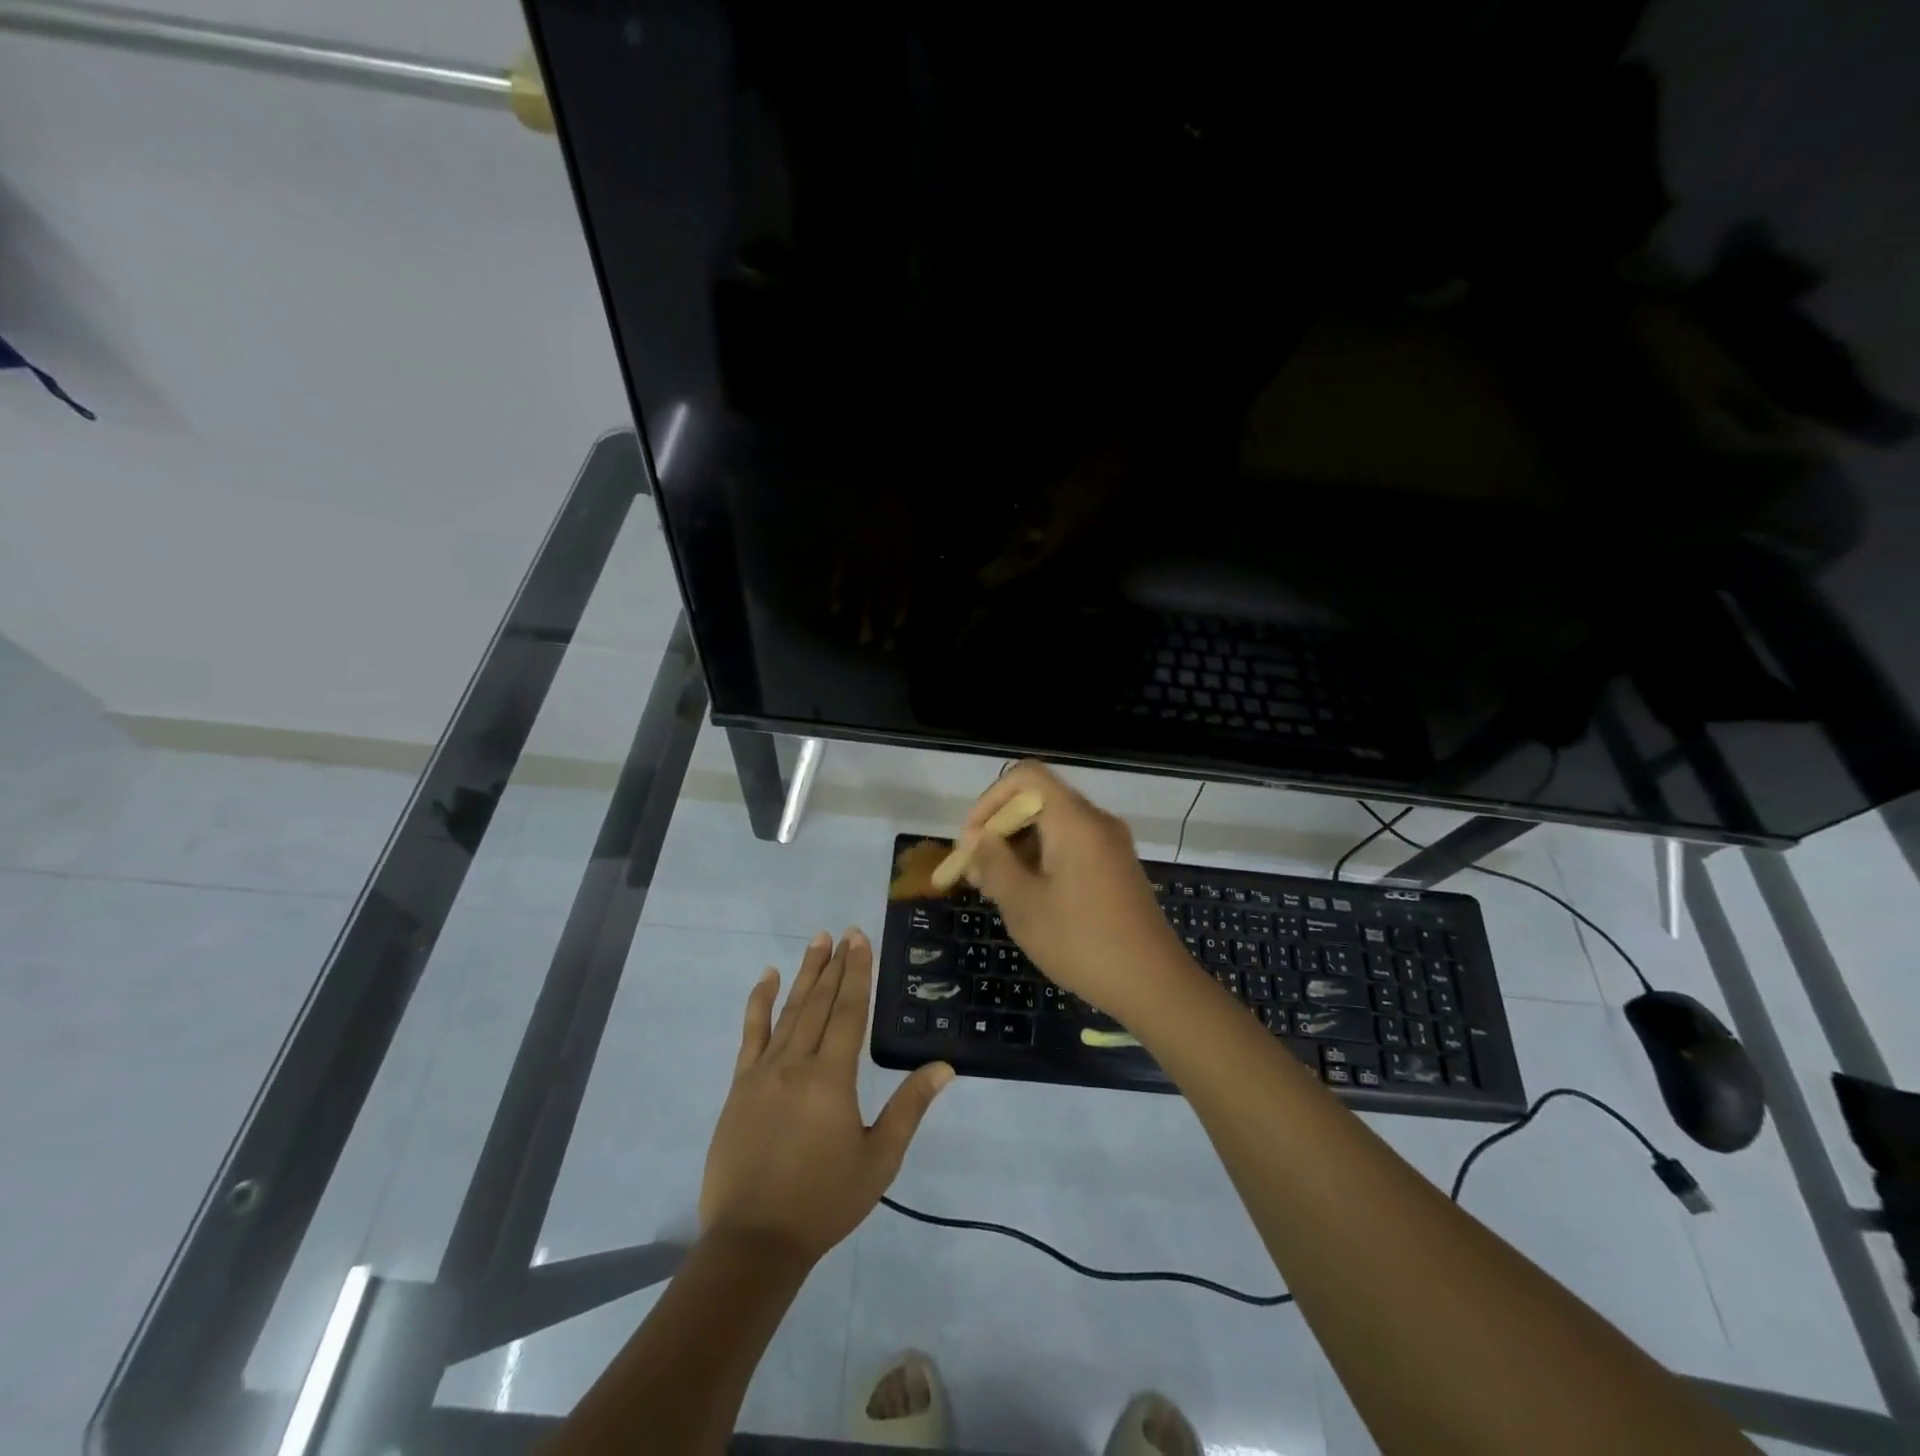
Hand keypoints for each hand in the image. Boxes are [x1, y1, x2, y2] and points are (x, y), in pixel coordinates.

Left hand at [699, 929, 953, 1264]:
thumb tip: (944, 1067)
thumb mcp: (879, 1159)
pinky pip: (751, 1033)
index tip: (860, 939)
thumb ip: (909, 1107)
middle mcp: (796, 1063)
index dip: (857, 972)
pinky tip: (768, 978)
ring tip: (817, 941)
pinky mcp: (740, 1085)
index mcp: (832, 1078)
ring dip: (805, 973)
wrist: (754, 1241)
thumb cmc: (824, 1201)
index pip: (849, 1011)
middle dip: (835, 965)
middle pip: (820, 1002)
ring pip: (789, 1010)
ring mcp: (763, 1071)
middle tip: (844, 932)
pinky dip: (760, 1002)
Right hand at [956, 762, 1194, 1022]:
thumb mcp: (1023, 904)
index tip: (972, 841)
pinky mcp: (1117, 868)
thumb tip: (975, 836)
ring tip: (996, 890)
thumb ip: (993, 862)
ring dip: (1019, 848)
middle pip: (1038, 801)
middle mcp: (1096, 821)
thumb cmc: (1080, 941)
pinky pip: (1072, 847)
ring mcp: (1111, 845)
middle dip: (1000, 829)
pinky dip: (1044, 860)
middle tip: (977, 873)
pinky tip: (1029, 898)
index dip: (990, 800)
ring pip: (1054, 826)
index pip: (1025, 776)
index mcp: (1074, 820)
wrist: (1153, 984)